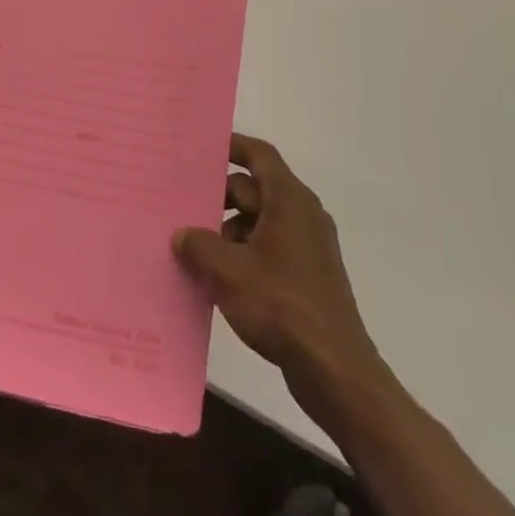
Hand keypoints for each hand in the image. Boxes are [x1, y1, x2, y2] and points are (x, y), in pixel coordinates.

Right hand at [172, 135, 384, 415]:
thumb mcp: (228, 272)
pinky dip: (241, 254)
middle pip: (254, 190)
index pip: (260, 155)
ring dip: (225, 230)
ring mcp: (306, 247)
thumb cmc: (281, 306)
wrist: (334, 369)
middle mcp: (302, 215)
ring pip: (258, 222)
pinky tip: (213, 276)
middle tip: (179, 203)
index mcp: (289, 201)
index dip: (232, 146)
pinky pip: (266, 249)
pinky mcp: (305, 276)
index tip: (201, 148)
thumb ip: (198, 245)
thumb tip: (181, 234)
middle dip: (217, 197)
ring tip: (189, 246)